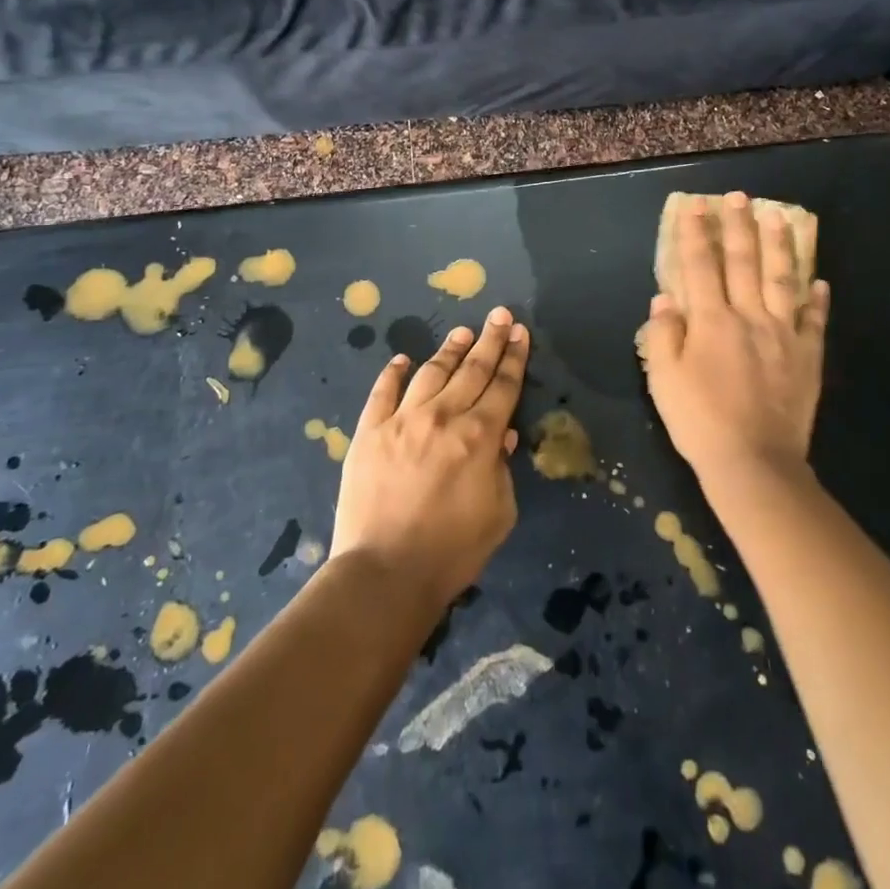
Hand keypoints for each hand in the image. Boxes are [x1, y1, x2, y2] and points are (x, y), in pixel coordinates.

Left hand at [330, 306, 529, 611]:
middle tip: (500, 315)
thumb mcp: (499, 514)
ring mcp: (402, 420)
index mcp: (480, 436)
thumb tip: (501, 436)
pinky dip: (393, 373)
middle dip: (490, 339)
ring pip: (431, 372)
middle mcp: (443, 416)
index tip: (520, 331)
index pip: (504, 385)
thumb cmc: (452, 551)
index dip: (514, 356)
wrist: (385, 573)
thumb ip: (502, 469)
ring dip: (449, 350)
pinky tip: (402, 359)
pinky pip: (383, 392)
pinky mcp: (369, 432)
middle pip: (472, 369)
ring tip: (462, 332)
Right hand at [639, 193, 829, 489]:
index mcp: (711, 321)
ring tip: (778, 217)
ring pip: (782, 280)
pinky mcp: (807, 357)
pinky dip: (817, 299)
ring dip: (779, 246)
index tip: (695, 206)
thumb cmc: (700, 421)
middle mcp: (749, 317)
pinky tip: (819, 281)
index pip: (700, 265)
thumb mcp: (663, 380)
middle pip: (743, 262)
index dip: (695, 233)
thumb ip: (662, 335)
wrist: (754, 463)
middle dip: (738, 226)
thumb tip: (665, 299)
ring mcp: (783, 335)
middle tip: (739, 196)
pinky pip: (814, 321)